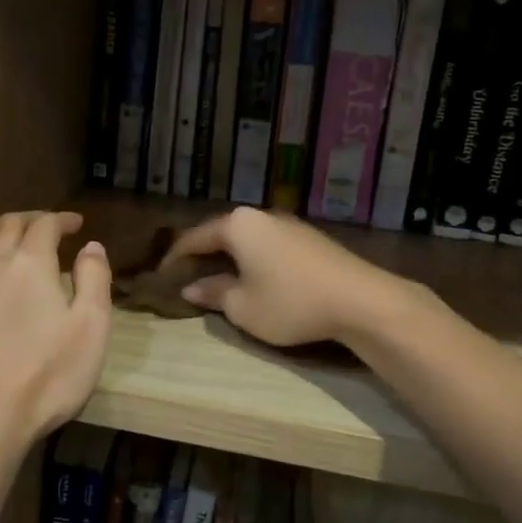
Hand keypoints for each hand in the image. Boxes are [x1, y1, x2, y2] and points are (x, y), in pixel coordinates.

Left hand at [0, 211, 111, 445]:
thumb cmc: (48, 377)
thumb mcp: (91, 329)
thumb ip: (94, 281)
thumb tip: (91, 246)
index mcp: (30, 265)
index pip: (45, 226)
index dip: (60, 220)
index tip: (74, 224)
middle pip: (4, 227)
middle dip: (26, 221)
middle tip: (39, 226)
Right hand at [161, 207, 402, 347]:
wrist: (361, 300)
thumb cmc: (290, 302)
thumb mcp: (242, 307)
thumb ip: (213, 293)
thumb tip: (192, 288)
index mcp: (238, 225)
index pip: (194, 238)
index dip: (175, 258)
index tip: (161, 276)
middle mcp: (261, 216)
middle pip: (221, 234)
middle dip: (202, 255)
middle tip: (186, 277)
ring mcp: (288, 225)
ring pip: (247, 240)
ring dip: (230, 258)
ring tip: (218, 279)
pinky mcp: (310, 239)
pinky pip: (269, 246)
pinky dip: (254, 260)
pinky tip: (255, 278)